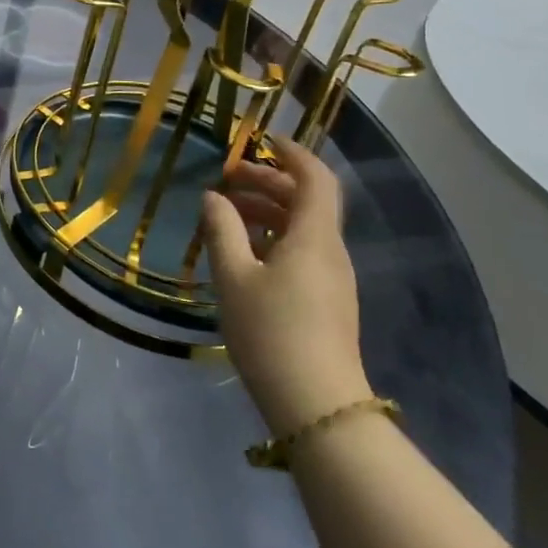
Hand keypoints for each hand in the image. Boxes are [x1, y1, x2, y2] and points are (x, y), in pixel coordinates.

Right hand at [199, 138, 373, 434]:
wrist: (317, 407)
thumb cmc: (271, 332)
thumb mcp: (233, 276)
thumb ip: (222, 230)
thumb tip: (214, 197)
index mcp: (314, 237)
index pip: (315, 178)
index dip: (292, 153)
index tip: (262, 140)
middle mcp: (330, 251)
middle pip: (307, 201)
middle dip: (270, 181)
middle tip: (229, 178)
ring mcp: (333, 279)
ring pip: (304, 227)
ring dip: (269, 210)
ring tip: (227, 212)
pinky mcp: (327, 301)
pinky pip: (303, 251)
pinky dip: (275, 236)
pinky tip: (244, 251)